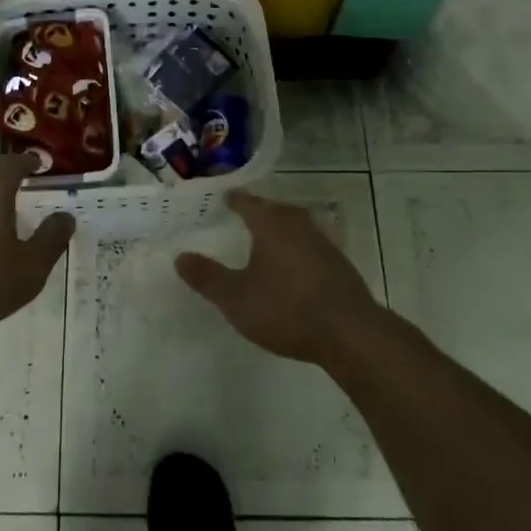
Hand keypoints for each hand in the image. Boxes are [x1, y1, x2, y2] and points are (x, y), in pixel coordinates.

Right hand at [175, 192, 381, 364]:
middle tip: (242, 214)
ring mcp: (323, 243)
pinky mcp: (339, 264)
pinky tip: (292, 265)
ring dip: (279, 228)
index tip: (223, 197)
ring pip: (295, 226)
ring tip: (265, 239)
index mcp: (272, 225)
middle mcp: (298, 225)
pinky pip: (309, 245)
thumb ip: (207, 277)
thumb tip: (179, 256)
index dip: (234, 200)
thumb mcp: (236, 298)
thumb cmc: (286, 309)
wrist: (350, 333)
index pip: (248, 203)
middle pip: (275, 210)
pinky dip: (296, 248)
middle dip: (258, 211)